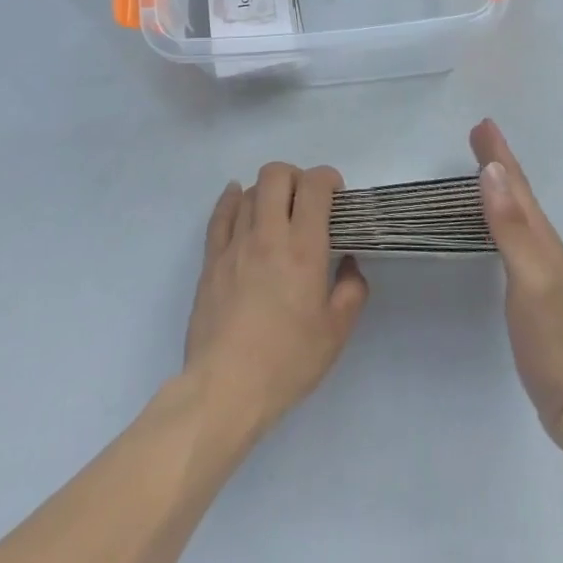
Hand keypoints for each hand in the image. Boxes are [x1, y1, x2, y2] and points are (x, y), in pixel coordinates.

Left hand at [183, 163, 368, 437]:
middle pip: (276, 175)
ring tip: (276, 213)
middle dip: (295, 177)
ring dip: (267, 192)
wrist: (225, 388)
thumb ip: (351, 291)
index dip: (328, 179)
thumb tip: (348, 263)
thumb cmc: (286, 362)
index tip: (336, 196)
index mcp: (303, 249)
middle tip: (305, 201)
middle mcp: (268, 235)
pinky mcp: (211, 259)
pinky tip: (237, 197)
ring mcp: (235, 244)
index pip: (314, 186)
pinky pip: (220, 213)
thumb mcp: (336, 333)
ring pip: (248, 191)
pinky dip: (231, 198)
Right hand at [472, 119, 562, 440]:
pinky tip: (493, 224)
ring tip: (483, 167)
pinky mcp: (532, 288)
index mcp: (540, 237)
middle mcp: (542, 244)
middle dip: (499, 161)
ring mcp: (539, 267)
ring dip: (500, 184)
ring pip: (516, 212)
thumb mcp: (529, 277)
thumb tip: (492, 172)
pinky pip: (512, 235)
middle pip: (518, 193)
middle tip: (480, 135)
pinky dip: (500, 215)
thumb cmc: (552, 336)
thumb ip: (510, 226)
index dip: (499, 154)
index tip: (482, 125)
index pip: (515, 185)